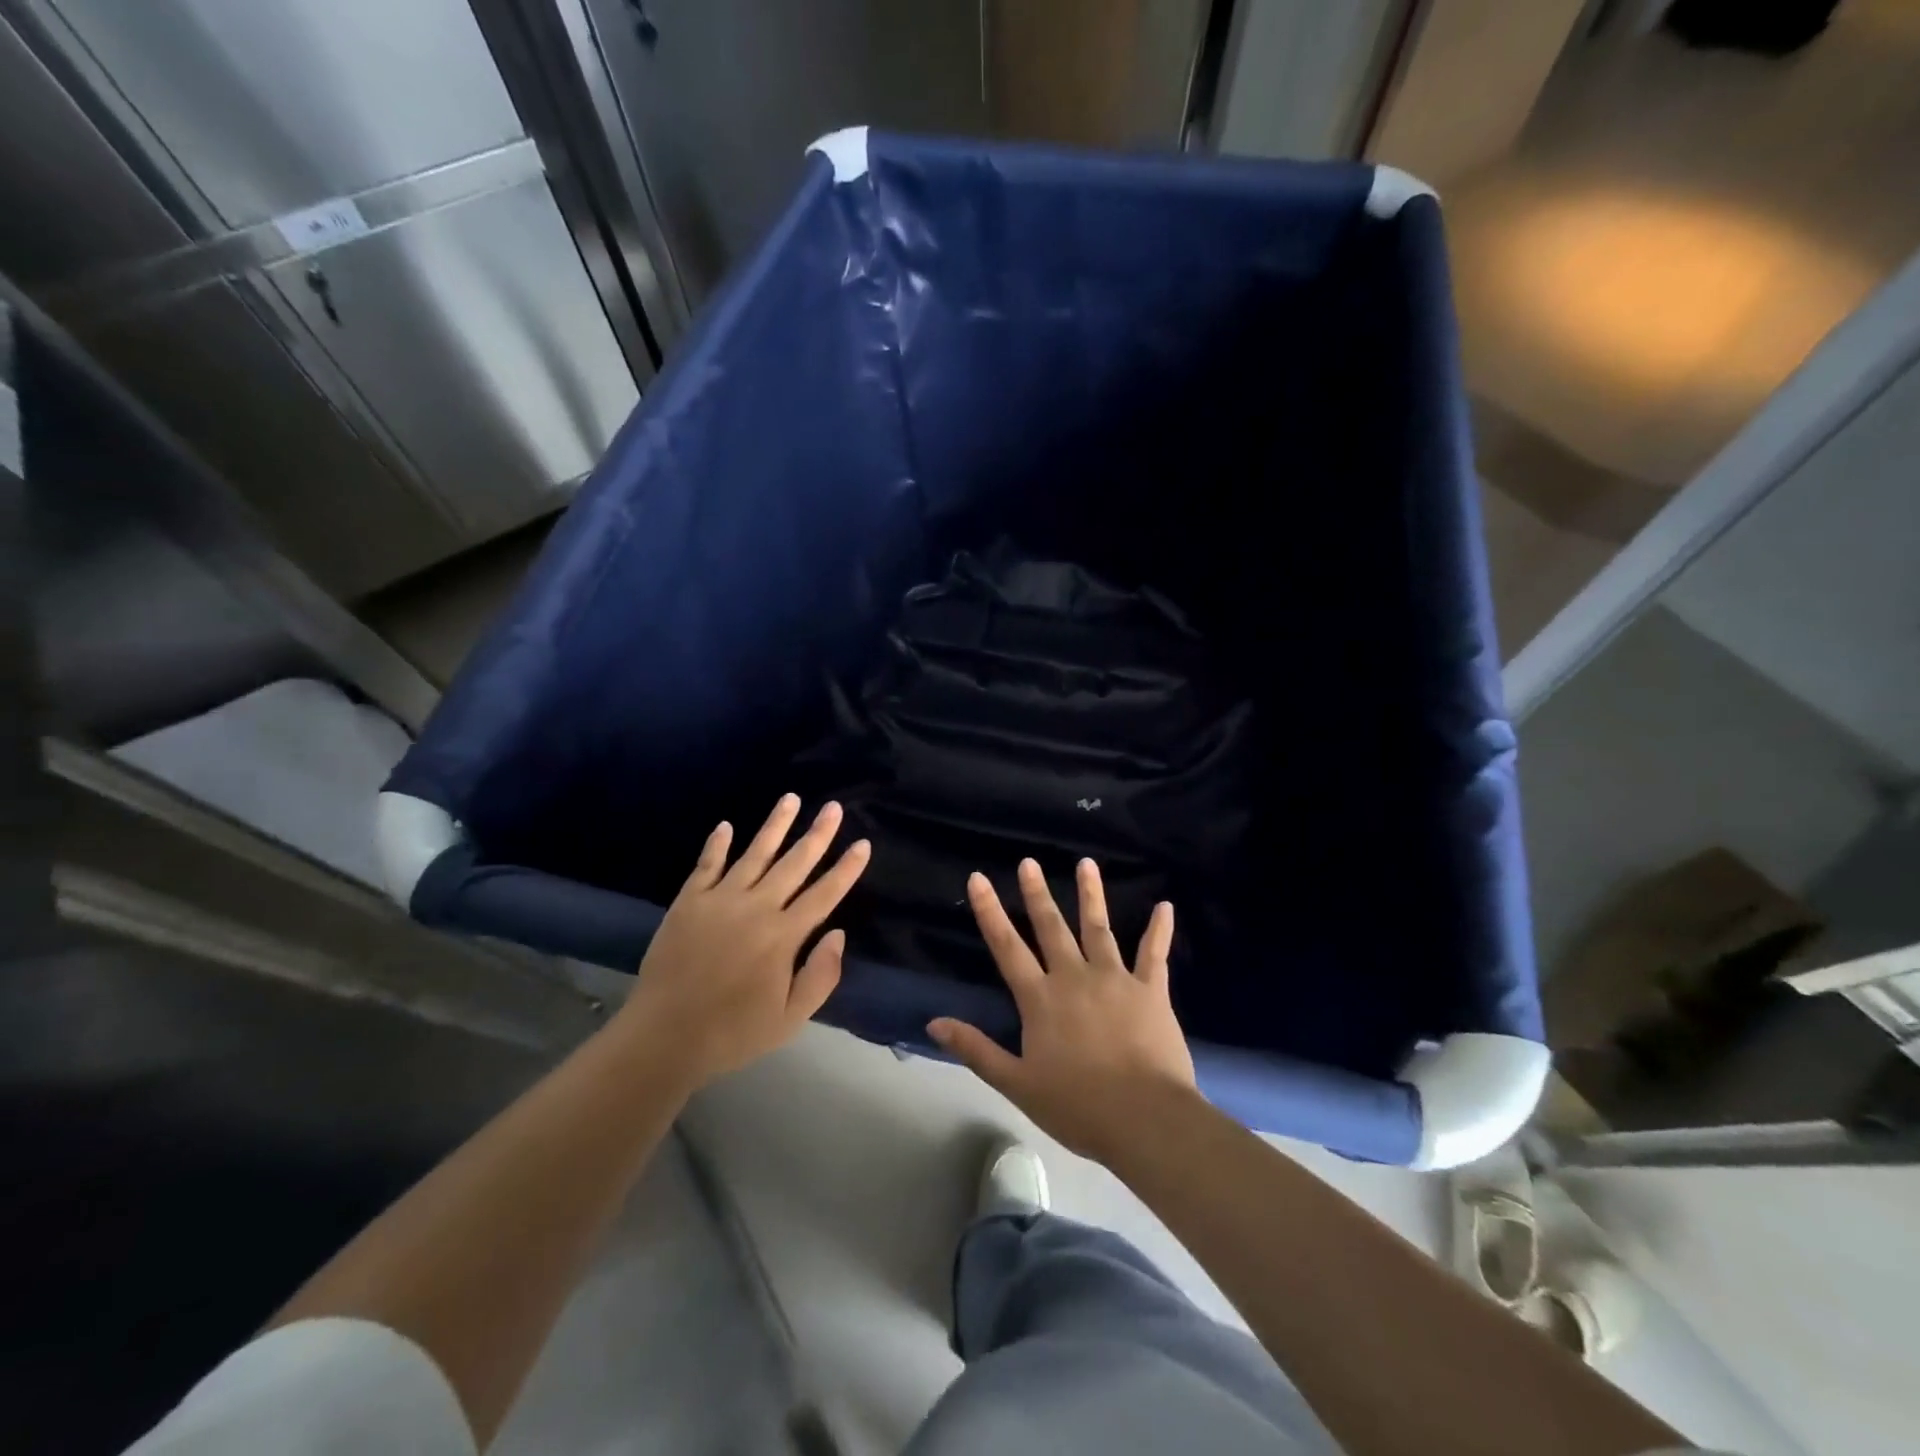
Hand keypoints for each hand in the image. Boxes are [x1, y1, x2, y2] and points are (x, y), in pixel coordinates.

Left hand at [616, 795, 869, 1088]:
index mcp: (783, 936)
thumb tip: (838, 934)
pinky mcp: (688, 902)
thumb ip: (820, 976)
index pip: (824, 894)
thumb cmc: (732, 1033)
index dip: (846, 869)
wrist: (663, 1037)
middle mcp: (756, 908)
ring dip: (775, 825)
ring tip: (790, 799)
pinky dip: (717, 844)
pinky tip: (726, 825)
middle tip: (833, 807)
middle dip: (817, 834)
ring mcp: (719, 900)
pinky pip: (706, 865)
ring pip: (754, 854)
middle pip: (794, 864)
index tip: (862, 844)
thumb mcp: (790, 1018)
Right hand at [929, 858, 1197, 1162]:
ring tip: (1086, 863)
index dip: (990, 911)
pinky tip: (1165, 906)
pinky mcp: (1150, 990)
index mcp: (1040, 999)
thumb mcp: (1016, 1083)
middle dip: (1038, 893)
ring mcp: (1115, 979)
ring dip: (1092, 894)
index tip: (979, 877)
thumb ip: (976, 1049)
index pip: (1007, 947)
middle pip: (1051, 927)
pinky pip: (1154, 953)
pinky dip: (1159, 929)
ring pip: (1099, 928)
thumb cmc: (1077, 1106)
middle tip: (1029, 862)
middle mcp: (1074, 977)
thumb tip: (933, 1023)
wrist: (1144, 1119)